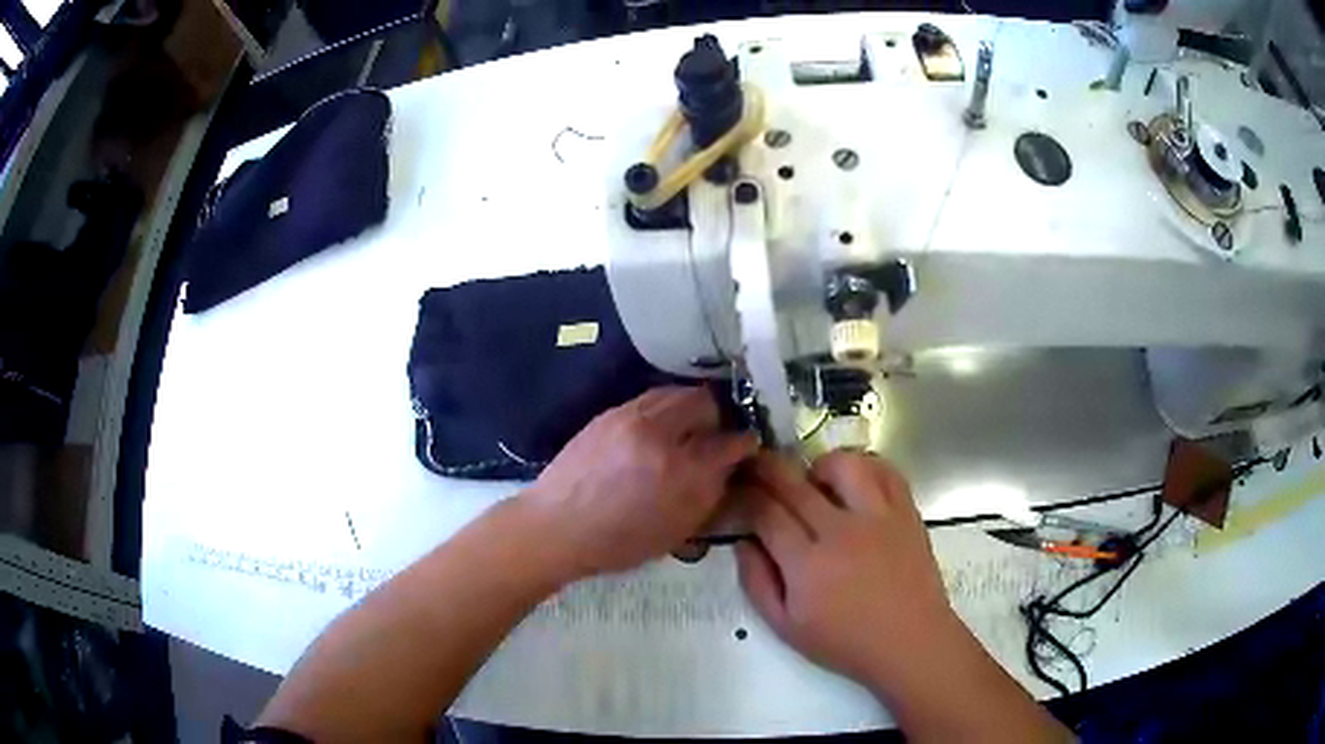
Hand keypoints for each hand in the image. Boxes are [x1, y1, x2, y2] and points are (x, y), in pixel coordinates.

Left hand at [526, 386, 756, 579]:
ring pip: (678, 393)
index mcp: (681, 472)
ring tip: (689, 429)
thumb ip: (709, 495)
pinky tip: (661, 429)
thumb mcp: (676, 531)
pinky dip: (666, 409)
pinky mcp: (610, 412)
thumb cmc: (618, 543)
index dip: (745, 443)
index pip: (730, 442)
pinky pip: (651, 398)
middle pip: (706, 402)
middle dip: (719, 416)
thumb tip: (727, 467)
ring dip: (692, 408)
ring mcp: (631, 417)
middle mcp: (659, 434)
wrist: (556, 526)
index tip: (747, 446)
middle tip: (716, 435)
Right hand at [736, 452, 957, 686]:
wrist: (910, 642)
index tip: (737, 492)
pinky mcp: (906, 512)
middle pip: (794, 483)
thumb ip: (756, 583)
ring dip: (819, 466)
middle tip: (755, 464)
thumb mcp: (785, 627)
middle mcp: (841, 531)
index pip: (766, 513)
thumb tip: (742, 542)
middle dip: (766, 468)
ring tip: (814, 483)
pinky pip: (885, 471)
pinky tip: (854, 484)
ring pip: (843, 464)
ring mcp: (878, 517)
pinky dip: (865, 467)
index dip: (746, 497)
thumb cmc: (844, 642)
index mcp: (807, 565)